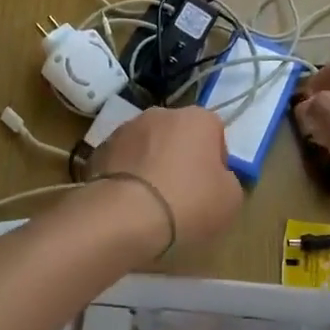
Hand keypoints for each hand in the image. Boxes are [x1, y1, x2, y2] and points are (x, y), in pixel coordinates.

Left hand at [90, 106, 243, 252]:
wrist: (124, 216)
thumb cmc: (188, 203)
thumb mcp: (230, 200)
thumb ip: (227, 180)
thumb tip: (216, 178)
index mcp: (198, 118)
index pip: (214, 131)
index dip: (216, 159)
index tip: (211, 186)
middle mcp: (161, 114)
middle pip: (177, 134)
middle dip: (180, 157)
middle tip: (182, 194)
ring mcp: (125, 129)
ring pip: (146, 145)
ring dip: (150, 165)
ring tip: (151, 202)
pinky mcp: (99, 149)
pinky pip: (121, 162)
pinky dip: (125, 176)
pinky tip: (127, 204)